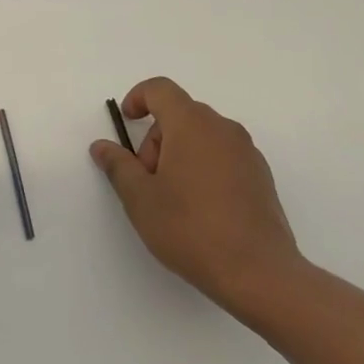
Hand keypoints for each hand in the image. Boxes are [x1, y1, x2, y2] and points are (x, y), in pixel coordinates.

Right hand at [90, 77, 302, 315]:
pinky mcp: (261, 176)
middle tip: (147, 180)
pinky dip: (204, 167)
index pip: (160, 89)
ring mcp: (247, 152)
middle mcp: (222, 129)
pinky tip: (201, 209)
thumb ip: (118, 166)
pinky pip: (223, 156)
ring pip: (202, 136)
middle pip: (180, 115)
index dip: (138, 98)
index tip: (128, 122)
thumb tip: (102, 146)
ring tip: (173, 199)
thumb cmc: (191, 229)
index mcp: (191, 124)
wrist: (259, 274)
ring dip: (180, 154)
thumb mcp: (140, 198)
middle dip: (156, 139)